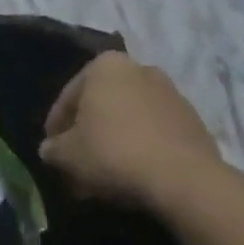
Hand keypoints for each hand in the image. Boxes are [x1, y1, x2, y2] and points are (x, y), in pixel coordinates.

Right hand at [39, 52, 224, 215]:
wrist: (184, 179)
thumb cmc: (114, 153)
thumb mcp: (68, 154)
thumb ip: (53, 148)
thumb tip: (50, 149)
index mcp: (106, 65)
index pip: (69, 96)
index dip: (56, 126)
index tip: (52, 150)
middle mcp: (140, 69)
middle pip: (102, 103)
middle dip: (89, 131)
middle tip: (78, 160)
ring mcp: (171, 94)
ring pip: (130, 118)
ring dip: (116, 139)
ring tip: (106, 172)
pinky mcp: (193, 121)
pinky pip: (155, 132)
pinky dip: (142, 148)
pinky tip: (135, 174)